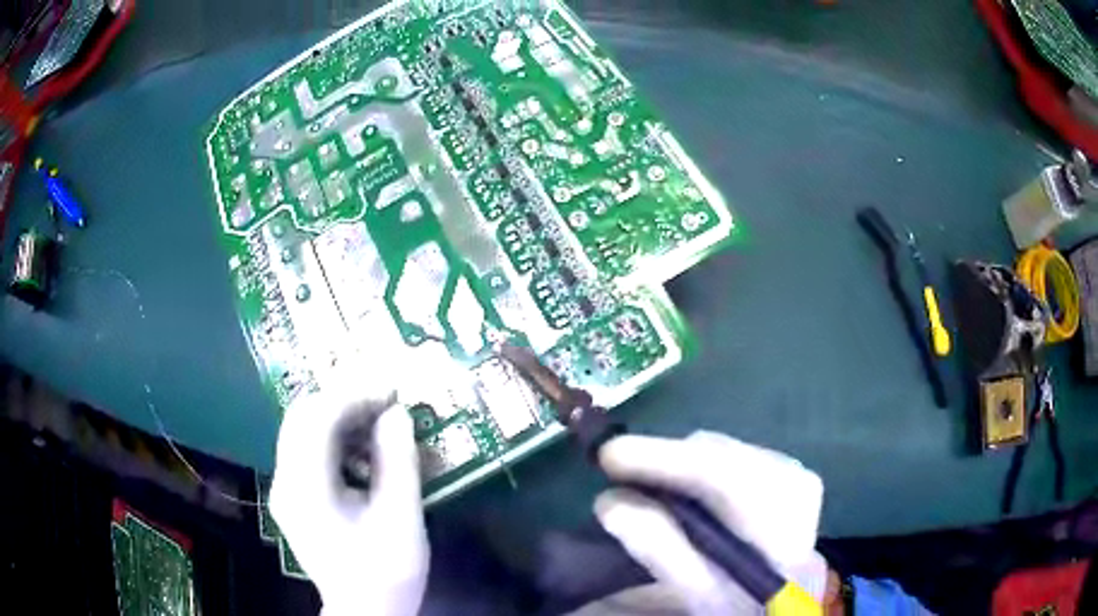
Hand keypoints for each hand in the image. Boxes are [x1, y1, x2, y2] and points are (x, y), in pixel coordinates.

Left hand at [270, 377, 427, 615]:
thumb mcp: (401, 519)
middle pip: (302, 417)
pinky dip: (336, 439)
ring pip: (303, 430)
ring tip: (379, 421)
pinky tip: (364, 450)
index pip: (317, 420)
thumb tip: (397, 413)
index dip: (353, 396)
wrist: (366, 611)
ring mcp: (286, 489)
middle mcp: (285, 481)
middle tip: (385, 401)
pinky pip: (308, 451)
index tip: (391, 391)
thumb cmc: (386, 572)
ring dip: (340, 417)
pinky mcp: (295, 496)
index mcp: (306, 489)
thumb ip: (398, 462)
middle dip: (344, 401)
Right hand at [593, 431, 827, 614]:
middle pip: (717, 454)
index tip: (608, 456)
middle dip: (665, 462)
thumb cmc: (743, 605)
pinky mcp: (781, 473)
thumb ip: (660, 548)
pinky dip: (695, 471)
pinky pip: (726, 458)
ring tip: (645, 487)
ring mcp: (789, 472)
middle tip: (619, 477)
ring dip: (678, 466)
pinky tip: (680, 492)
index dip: (661, 460)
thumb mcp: (701, 590)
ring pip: (719, 451)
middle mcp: (792, 479)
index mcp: (782, 516)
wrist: (783, 602)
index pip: (719, 474)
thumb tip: (609, 503)